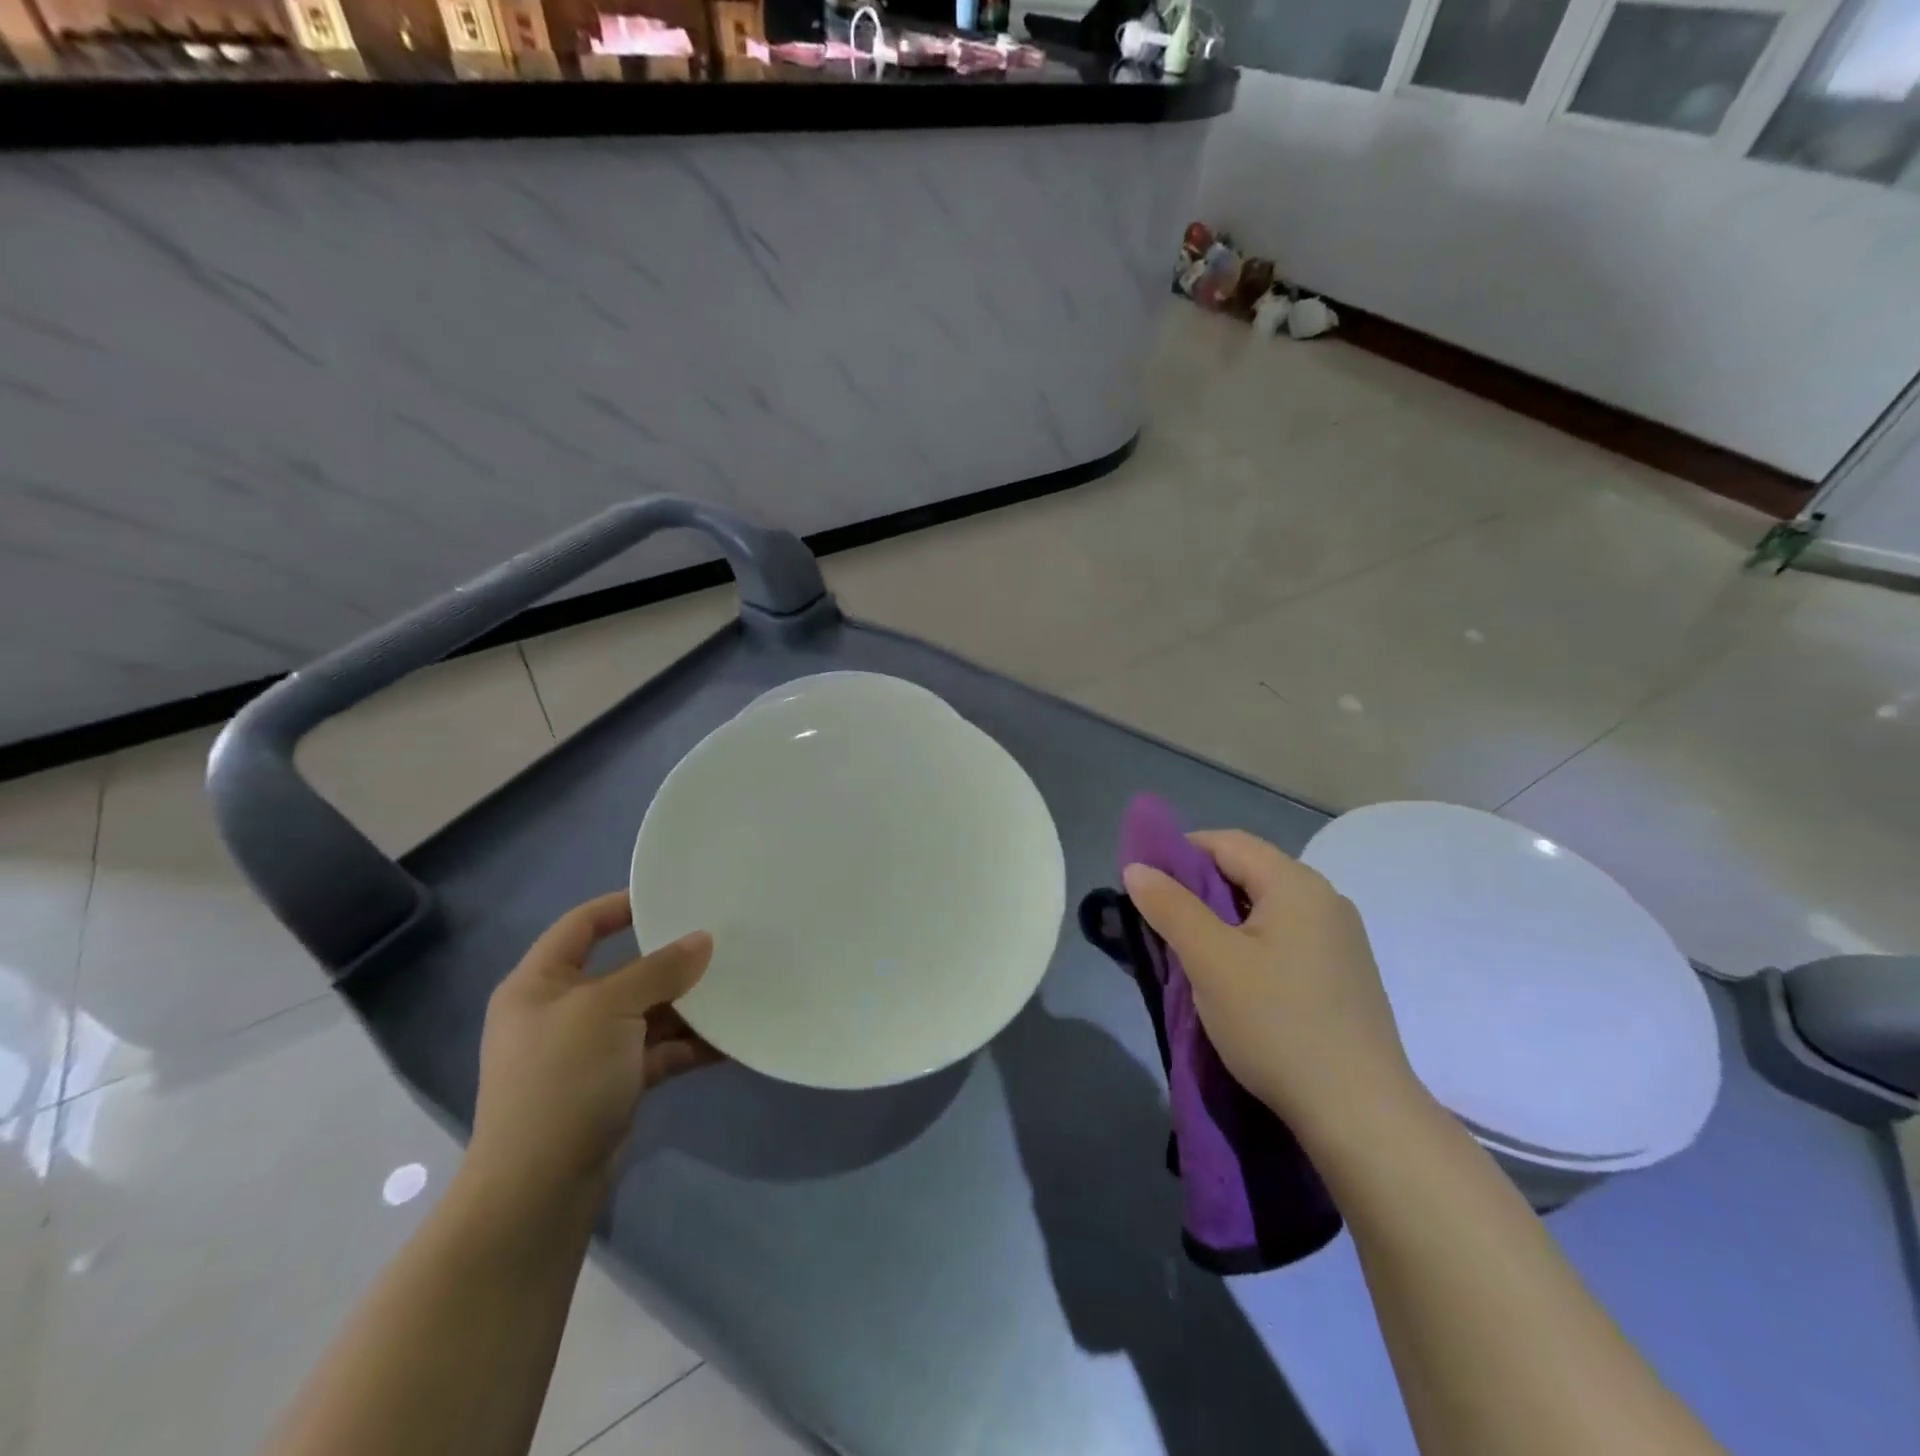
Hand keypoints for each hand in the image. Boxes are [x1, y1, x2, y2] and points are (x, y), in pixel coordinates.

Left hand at [468, 893, 719, 1205]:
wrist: (538, 1190)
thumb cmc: (562, 1080)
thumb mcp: (609, 1010)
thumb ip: (659, 970)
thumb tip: (703, 939)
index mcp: (540, 984)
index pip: (581, 925)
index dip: (622, 905)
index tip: (672, 895)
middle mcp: (560, 1012)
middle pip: (622, 970)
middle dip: (670, 960)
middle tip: (720, 940)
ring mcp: (587, 1052)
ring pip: (645, 1013)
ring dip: (687, 1006)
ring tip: (736, 987)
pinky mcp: (612, 1085)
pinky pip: (656, 1052)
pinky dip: (688, 1046)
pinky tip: (729, 1040)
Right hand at [1123, 830, 1424, 1144]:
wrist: (1360, 1115)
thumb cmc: (1277, 1024)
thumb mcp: (1210, 961)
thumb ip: (1170, 907)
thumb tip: (1137, 868)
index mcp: (1296, 884)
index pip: (1226, 842)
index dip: (1179, 852)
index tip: (1144, 884)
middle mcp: (1325, 900)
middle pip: (1247, 873)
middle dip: (1197, 889)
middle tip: (1159, 922)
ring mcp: (1340, 940)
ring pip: (1264, 909)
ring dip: (1221, 920)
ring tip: (1189, 953)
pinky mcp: (1344, 976)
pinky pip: (1284, 939)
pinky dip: (1249, 945)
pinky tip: (1233, 980)